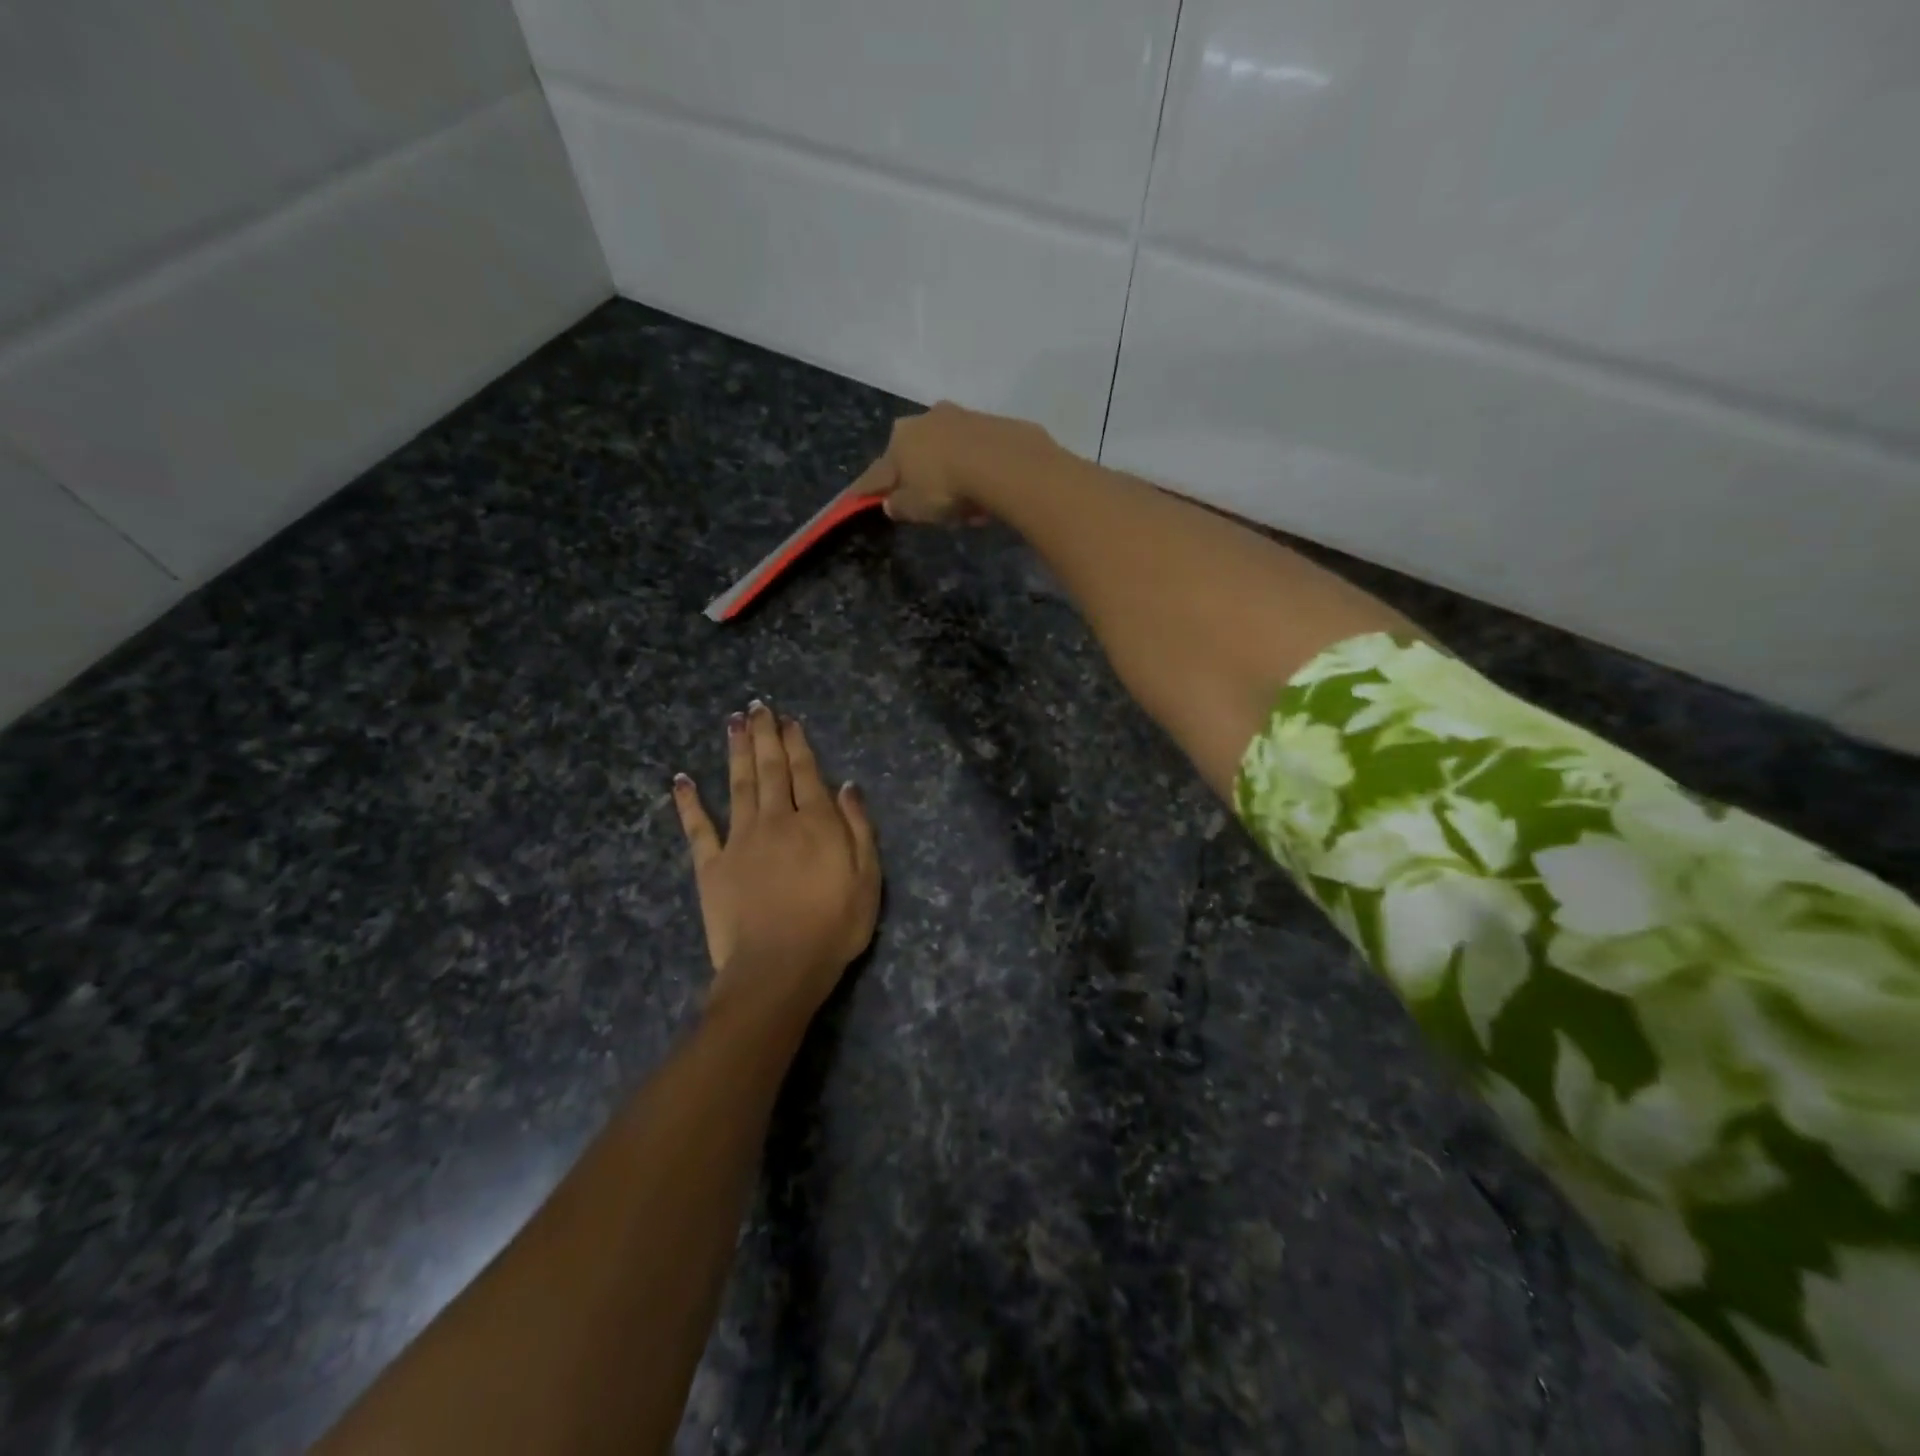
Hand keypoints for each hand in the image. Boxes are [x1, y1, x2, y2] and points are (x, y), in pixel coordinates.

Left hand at [673, 702, 880, 1017]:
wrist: (778, 968)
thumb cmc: (833, 926)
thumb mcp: (867, 878)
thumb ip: (858, 828)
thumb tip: (847, 786)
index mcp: (815, 823)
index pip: (806, 772)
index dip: (797, 743)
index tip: (789, 719)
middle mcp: (776, 820)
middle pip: (769, 769)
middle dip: (764, 736)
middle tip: (757, 706)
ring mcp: (740, 840)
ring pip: (737, 785)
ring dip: (735, 752)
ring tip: (732, 723)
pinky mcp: (711, 865)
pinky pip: (698, 828)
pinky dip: (689, 802)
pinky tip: (681, 779)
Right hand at [850, 401, 1058, 524]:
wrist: (1005, 462)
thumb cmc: (947, 488)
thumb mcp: (916, 508)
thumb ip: (900, 506)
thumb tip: (890, 502)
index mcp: (899, 441)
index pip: (877, 472)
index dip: (866, 489)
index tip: (855, 497)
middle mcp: (924, 420)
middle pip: (913, 453)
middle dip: (915, 474)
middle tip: (925, 501)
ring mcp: (959, 416)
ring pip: (945, 448)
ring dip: (948, 469)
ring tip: (963, 501)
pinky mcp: (990, 421)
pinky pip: (974, 449)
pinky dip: (974, 466)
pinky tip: (984, 488)